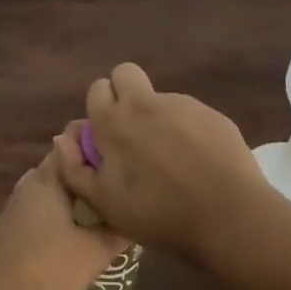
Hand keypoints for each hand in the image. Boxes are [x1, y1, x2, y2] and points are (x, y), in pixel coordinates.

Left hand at [0, 148, 128, 289]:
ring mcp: (20, 200)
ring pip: (54, 183)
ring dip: (77, 188)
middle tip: (120, 176)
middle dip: (91, 166)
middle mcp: (32, 180)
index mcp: (50, 176)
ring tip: (105, 198)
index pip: (73, 138)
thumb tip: (137, 217)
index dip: (97, 138)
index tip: (122, 147)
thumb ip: (118, 232)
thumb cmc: (48, 264)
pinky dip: (64, 205)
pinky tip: (79, 223)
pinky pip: (45, 201)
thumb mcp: (94, 252)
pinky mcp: (15, 221)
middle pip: (65, 162)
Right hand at [52, 63, 265, 257]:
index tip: (106, 135)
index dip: (99, 108)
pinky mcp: (212, 114)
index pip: (97, 89)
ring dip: (156, 115)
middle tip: (131, 130)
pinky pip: (189, 113)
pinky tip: (197, 160)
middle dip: (123, 92)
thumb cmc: (157, 213)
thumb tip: (63, 138)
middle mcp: (144, 103)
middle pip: (125, 73)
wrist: (227, 216)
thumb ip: (74, 168)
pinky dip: (186, 129)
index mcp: (113, 121)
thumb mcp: (103, 203)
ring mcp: (182, 105)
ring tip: (170, 156)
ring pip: (158, 96)